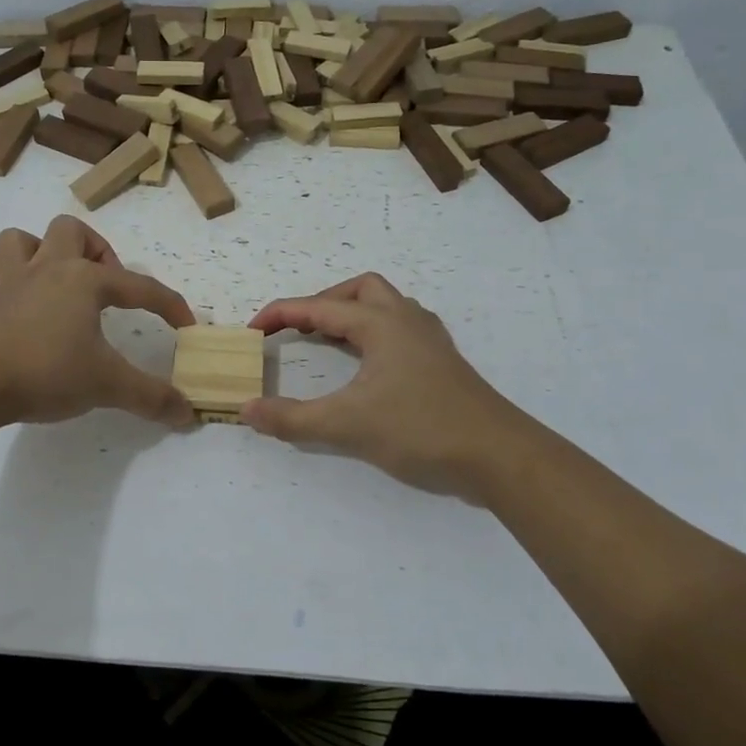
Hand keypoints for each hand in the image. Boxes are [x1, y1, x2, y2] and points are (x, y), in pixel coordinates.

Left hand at [0, 216, 195, 427]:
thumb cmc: (48, 372)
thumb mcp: (108, 386)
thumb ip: (151, 397)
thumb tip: (189, 414)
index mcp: (84, 281)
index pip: (139, 287)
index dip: (169, 304)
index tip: (185, 326)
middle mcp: (47, 270)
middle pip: (70, 231)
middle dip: (92, 249)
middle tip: (103, 285)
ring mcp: (8, 284)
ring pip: (17, 240)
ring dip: (37, 252)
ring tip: (52, 281)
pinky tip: (5, 296)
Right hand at [243, 273, 523, 496]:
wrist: (498, 456)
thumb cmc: (421, 429)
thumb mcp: (347, 425)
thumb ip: (292, 419)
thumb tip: (246, 410)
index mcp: (381, 323)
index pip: (318, 307)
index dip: (280, 314)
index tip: (252, 330)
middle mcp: (406, 319)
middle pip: (359, 289)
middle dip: (322, 302)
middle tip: (298, 330)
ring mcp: (430, 339)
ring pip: (385, 305)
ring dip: (351, 314)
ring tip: (328, 341)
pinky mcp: (443, 361)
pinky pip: (401, 328)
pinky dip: (375, 332)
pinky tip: (369, 362)